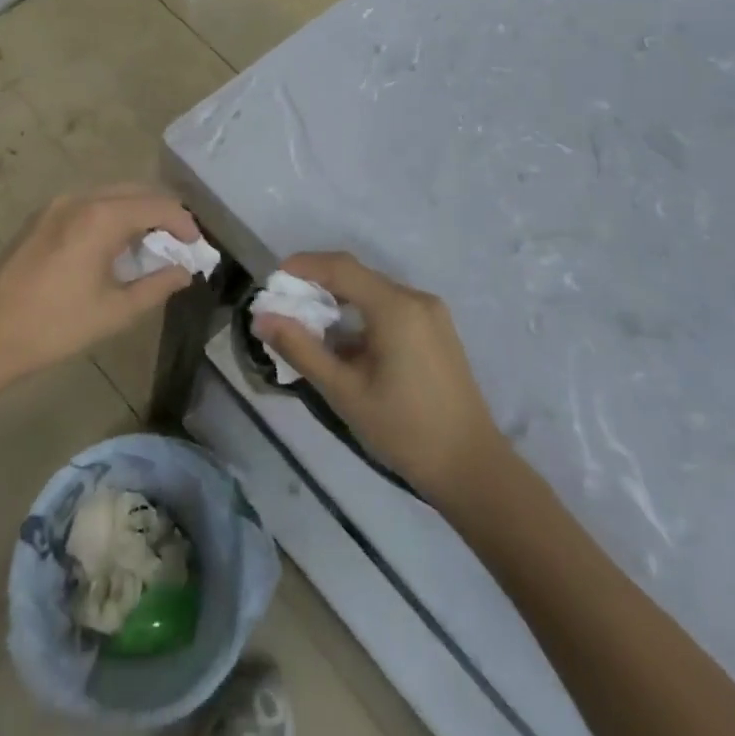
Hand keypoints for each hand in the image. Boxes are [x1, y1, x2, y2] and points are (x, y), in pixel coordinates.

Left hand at [0, 186, 200, 383]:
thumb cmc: (53, 327)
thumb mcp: (114, 312)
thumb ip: (157, 286)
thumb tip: (185, 271)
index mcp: (101, 216)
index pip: (158, 205)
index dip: (184, 223)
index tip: (198, 247)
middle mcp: (80, 198)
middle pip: (136, 191)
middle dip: (163, 213)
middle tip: (180, 244)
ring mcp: (56, 204)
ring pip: (111, 194)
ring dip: (137, 213)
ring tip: (151, 246)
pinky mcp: (41, 216)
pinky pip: (89, 203)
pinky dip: (111, 215)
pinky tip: (114, 247)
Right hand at [254, 251, 505, 503]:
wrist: (472, 469)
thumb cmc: (405, 430)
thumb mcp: (345, 392)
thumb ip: (301, 350)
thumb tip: (262, 318)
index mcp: (396, 307)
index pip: (341, 267)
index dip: (303, 266)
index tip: (272, 281)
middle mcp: (415, 298)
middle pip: (357, 277)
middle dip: (318, 286)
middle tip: (284, 307)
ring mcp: (430, 313)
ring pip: (373, 292)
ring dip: (339, 303)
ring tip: (309, 328)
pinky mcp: (436, 330)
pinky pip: (391, 308)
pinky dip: (362, 316)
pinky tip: (345, 345)